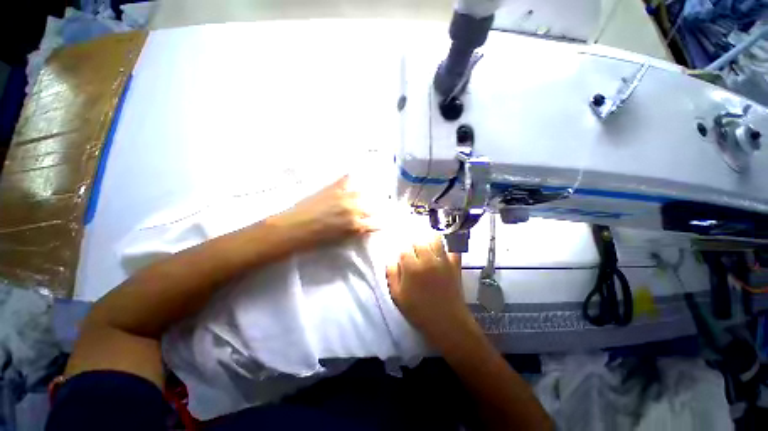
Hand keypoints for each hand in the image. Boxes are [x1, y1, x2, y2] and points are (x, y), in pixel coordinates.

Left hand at [272, 175, 375, 248]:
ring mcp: (343, 196)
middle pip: (371, 207)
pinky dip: (349, 178)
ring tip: (366, 194)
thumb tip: (363, 227)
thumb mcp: (340, 240)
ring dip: (365, 196)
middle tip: (374, 209)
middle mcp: (353, 209)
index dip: (379, 224)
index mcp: (355, 225)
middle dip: (374, 210)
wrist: (293, 228)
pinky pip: (345, 180)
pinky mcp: (332, 188)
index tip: (380, 223)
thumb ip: (354, 232)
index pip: (374, 224)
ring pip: (362, 193)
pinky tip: (354, 176)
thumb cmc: (316, 240)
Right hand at [386, 236, 472, 344]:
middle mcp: (428, 260)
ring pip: (435, 239)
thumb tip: (391, 260)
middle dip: (414, 246)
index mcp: (412, 268)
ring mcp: (443, 261)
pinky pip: (453, 248)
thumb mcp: (398, 297)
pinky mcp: (455, 264)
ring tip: (427, 248)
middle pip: (419, 241)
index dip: (402, 254)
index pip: (404, 250)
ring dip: (429, 241)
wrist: (447, 322)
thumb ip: (392, 275)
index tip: (403, 260)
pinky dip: (448, 246)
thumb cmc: (419, 311)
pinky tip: (443, 251)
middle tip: (414, 254)